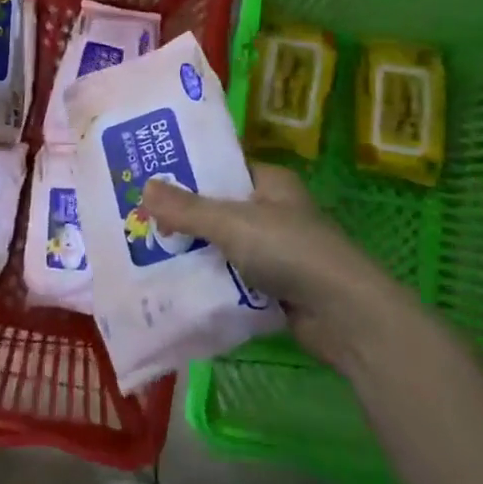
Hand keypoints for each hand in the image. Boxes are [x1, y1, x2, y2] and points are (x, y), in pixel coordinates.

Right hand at [140, 163, 402, 363]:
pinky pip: (231, 278)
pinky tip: (175, 285)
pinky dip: (209, 282)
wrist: (344, 315)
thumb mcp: (232, 223)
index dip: (187, 171)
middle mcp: (273, 211)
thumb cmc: (290, 251)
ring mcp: (275, 251)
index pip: (222, 168)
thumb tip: (144, 188)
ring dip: (193, 252)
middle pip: (218, 209)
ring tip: (145, 252)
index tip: (148, 176)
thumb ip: (187, 209)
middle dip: (183, 217)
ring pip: (222, 246)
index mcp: (269, 182)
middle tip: (138, 219)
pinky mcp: (274, 287)